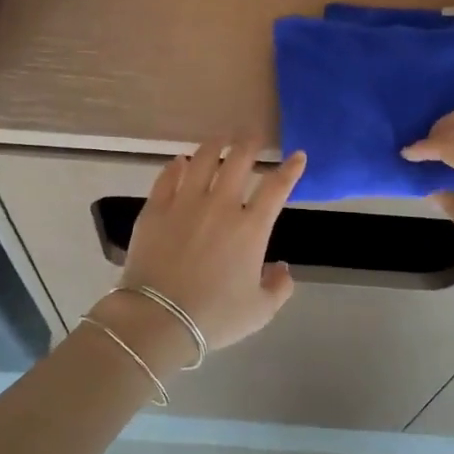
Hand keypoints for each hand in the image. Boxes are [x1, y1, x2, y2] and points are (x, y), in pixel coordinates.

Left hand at [112, 138, 306, 353]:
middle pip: (239, 161)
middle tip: (254, 136)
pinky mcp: (155, 209)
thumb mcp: (260, 311)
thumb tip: (282, 268)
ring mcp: (185, 203)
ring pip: (202, 160)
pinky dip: (176, 166)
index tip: (297, 156)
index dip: (290, 169)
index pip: (276, 188)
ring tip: (221, 138)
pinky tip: (180, 161)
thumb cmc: (214, 317)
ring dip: (215, 145)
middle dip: (250, 143)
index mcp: (250, 228)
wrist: (159, 318)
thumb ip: (278, 287)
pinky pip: (168, 177)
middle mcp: (220, 206)